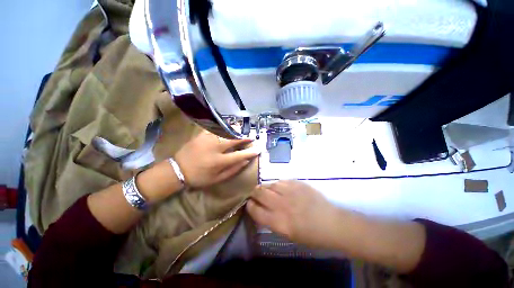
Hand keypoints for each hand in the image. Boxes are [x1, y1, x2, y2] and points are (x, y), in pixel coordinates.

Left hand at [175, 131, 259, 188]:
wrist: (178, 170)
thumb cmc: (199, 177)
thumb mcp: (217, 179)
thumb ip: (233, 170)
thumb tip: (246, 161)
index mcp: (219, 161)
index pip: (239, 155)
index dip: (250, 152)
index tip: (258, 149)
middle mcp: (214, 148)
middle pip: (233, 140)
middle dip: (244, 138)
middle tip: (251, 137)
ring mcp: (207, 139)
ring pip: (225, 132)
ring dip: (236, 131)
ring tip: (242, 131)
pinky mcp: (201, 135)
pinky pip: (215, 128)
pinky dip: (223, 127)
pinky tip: (228, 127)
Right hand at [247, 180, 342, 248]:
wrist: (331, 223)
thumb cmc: (310, 235)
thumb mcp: (287, 234)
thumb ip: (271, 220)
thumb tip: (260, 210)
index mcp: (278, 222)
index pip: (255, 210)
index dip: (250, 206)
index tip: (250, 203)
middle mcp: (281, 204)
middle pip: (259, 193)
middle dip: (254, 193)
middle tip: (256, 194)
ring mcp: (289, 192)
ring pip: (269, 184)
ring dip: (266, 188)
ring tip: (269, 191)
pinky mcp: (297, 183)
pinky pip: (281, 181)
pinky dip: (278, 185)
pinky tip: (281, 188)